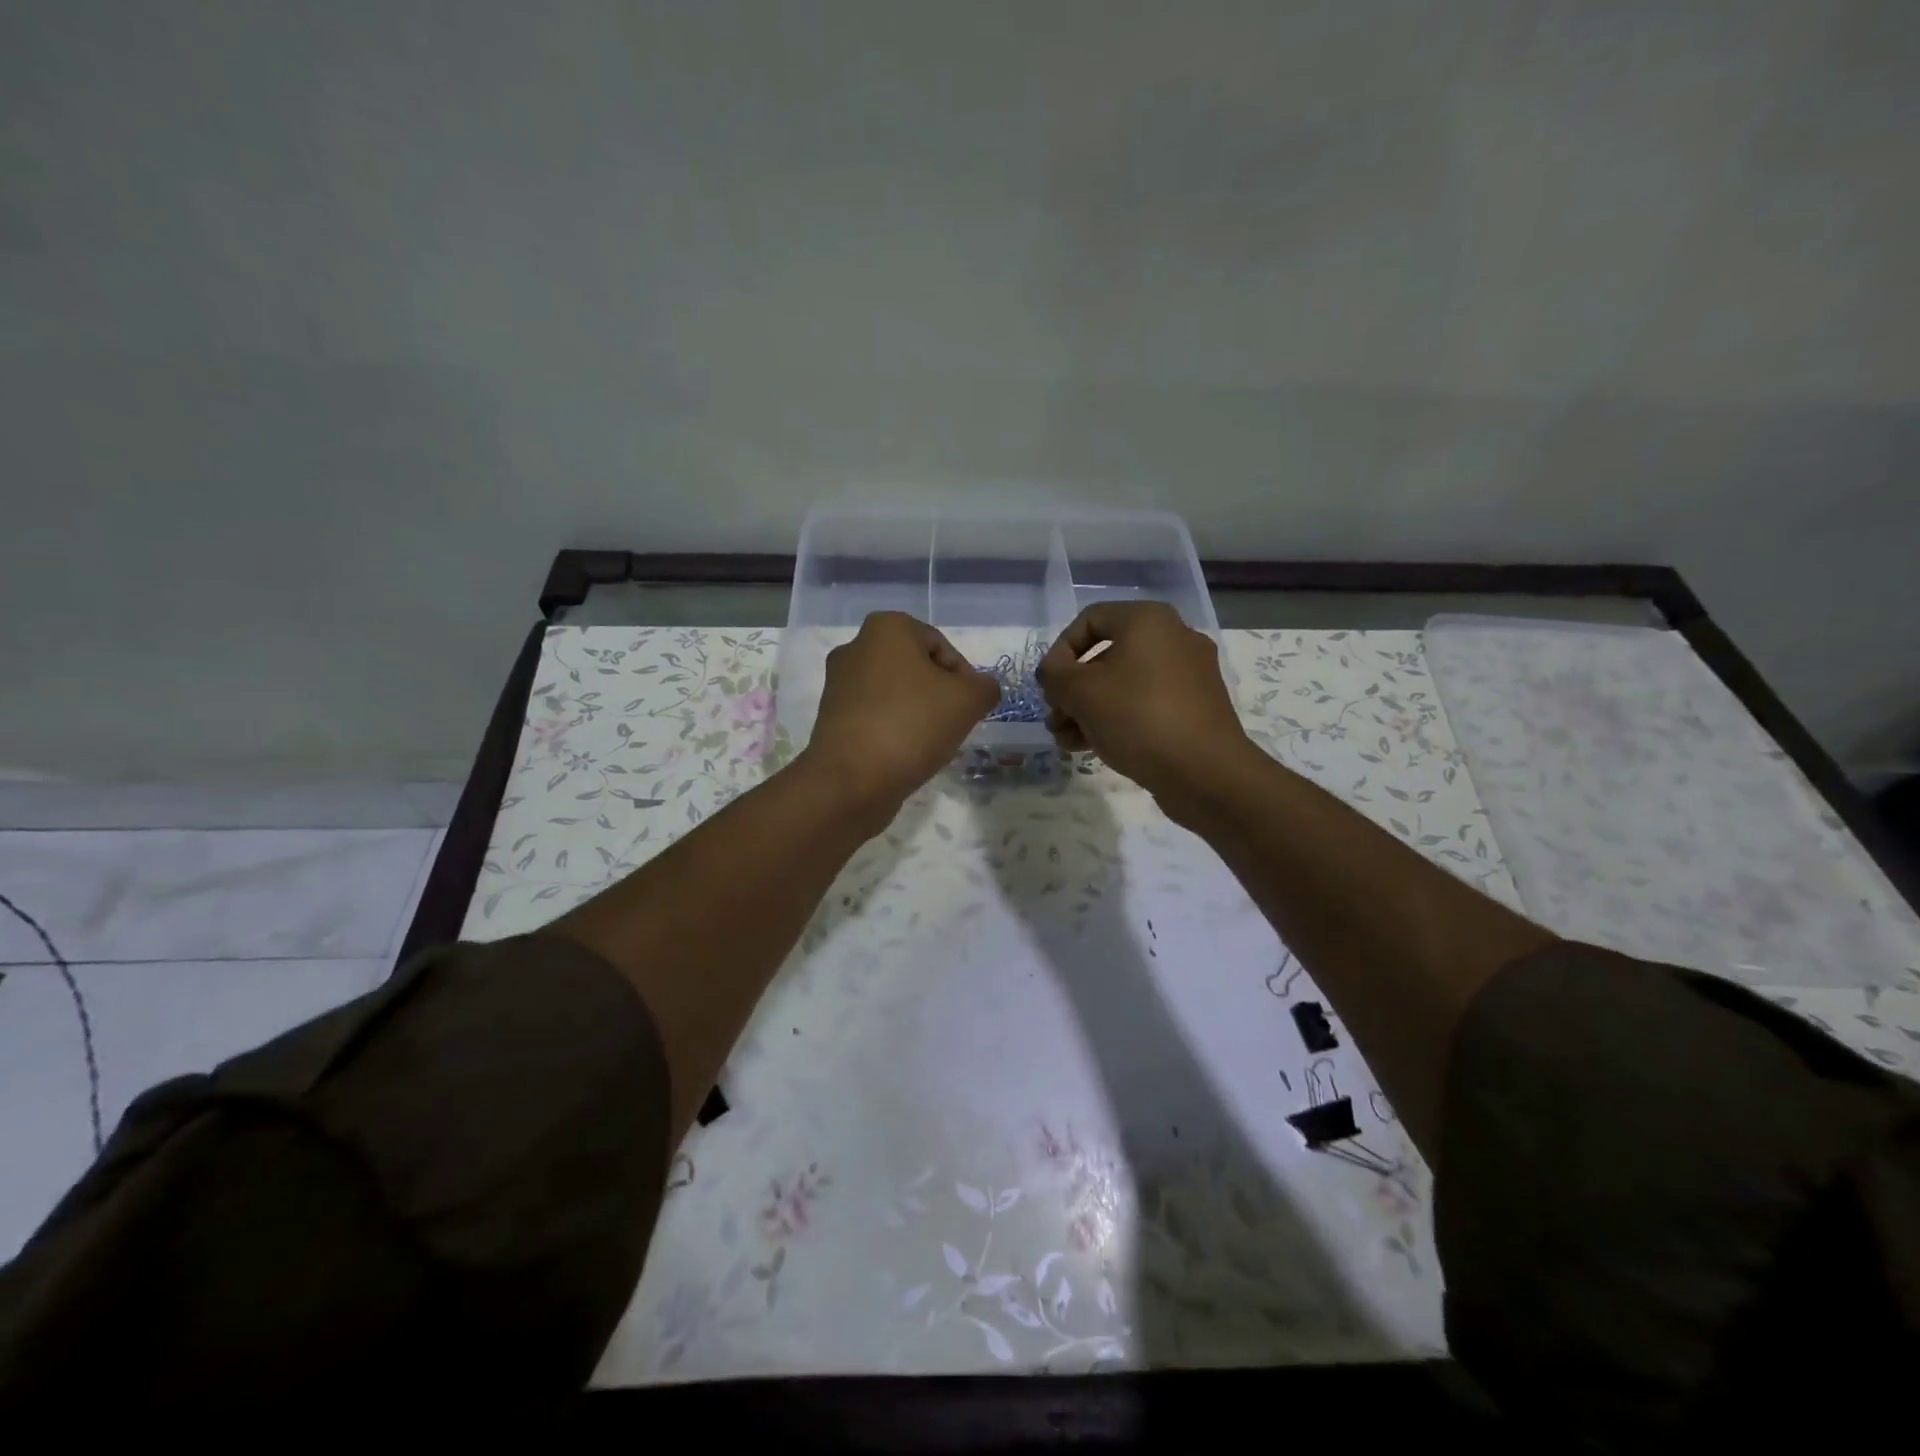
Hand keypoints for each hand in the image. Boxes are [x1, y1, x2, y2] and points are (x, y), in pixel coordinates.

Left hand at [801, 611, 998, 819]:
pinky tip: (904, 754)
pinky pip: (875, 716)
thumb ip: (985, 687)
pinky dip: (893, 730)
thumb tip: (981, 689)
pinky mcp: (831, 717)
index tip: (971, 709)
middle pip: (916, 670)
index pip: (942, 647)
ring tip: (929, 743)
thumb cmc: (913, 724)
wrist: (852, 779)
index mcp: (887, 628)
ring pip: (895, 694)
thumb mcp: (969, 700)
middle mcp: (856, 646)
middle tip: (953, 725)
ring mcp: (838, 683)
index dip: (964, 679)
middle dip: (939, 696)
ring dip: (917, 714)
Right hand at [1036, 602, 1252, 803]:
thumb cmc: (1137, 717)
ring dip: (1089, 709)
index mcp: (1148, 620)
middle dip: (1072, 689)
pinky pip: (1146, 704)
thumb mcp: (1080, 692)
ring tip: (1067, 740)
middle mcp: (1174, 638)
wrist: (1205, 772)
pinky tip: (1092, 747)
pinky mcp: (1196, 707)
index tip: (1049, 686)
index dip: (1060, 651)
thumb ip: (1054, 674)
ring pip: (1124, 684)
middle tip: (1055, 719)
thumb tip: (1053, 672)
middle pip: (1106, 655)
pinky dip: (1117, 719)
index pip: (1090, 619)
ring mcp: (1189, 674)